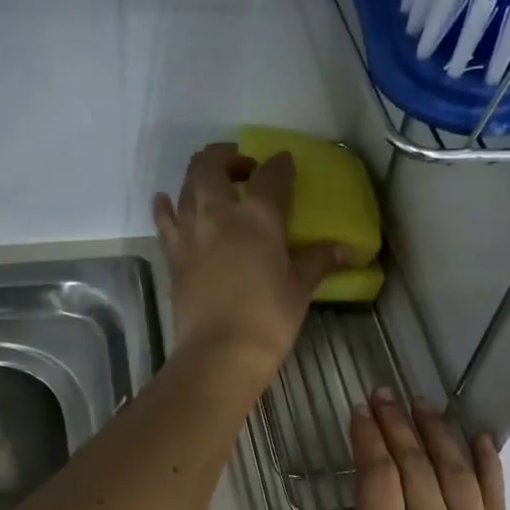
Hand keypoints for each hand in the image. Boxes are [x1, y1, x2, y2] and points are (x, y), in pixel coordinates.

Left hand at [154, 143, 347, 378]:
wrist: (220, 353)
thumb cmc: (268, 320)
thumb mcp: (300, 289)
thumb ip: (318, 261)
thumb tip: (344, 249)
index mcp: (258, 217)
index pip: (271, 175)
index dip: (280, 165)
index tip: (286, 164)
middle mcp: (218, 213)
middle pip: (212, 165)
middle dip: (228, 156)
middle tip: (244, 169)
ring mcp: (190, 233)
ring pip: (186, 185)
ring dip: (200, 176)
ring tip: (214, 185)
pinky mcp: (173, 255)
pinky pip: (165, 219)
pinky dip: (167, 206)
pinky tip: (168, 202)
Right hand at [306, 390, 509, 509]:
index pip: (377, 479)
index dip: (366, 440)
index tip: (358, 413)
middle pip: (415, 465)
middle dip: (396, 424)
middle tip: (384, 394)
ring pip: (454, 471)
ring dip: (437, 432)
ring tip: (422, 403)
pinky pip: (496, 497)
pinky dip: (489, 462)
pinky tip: (480, 436)